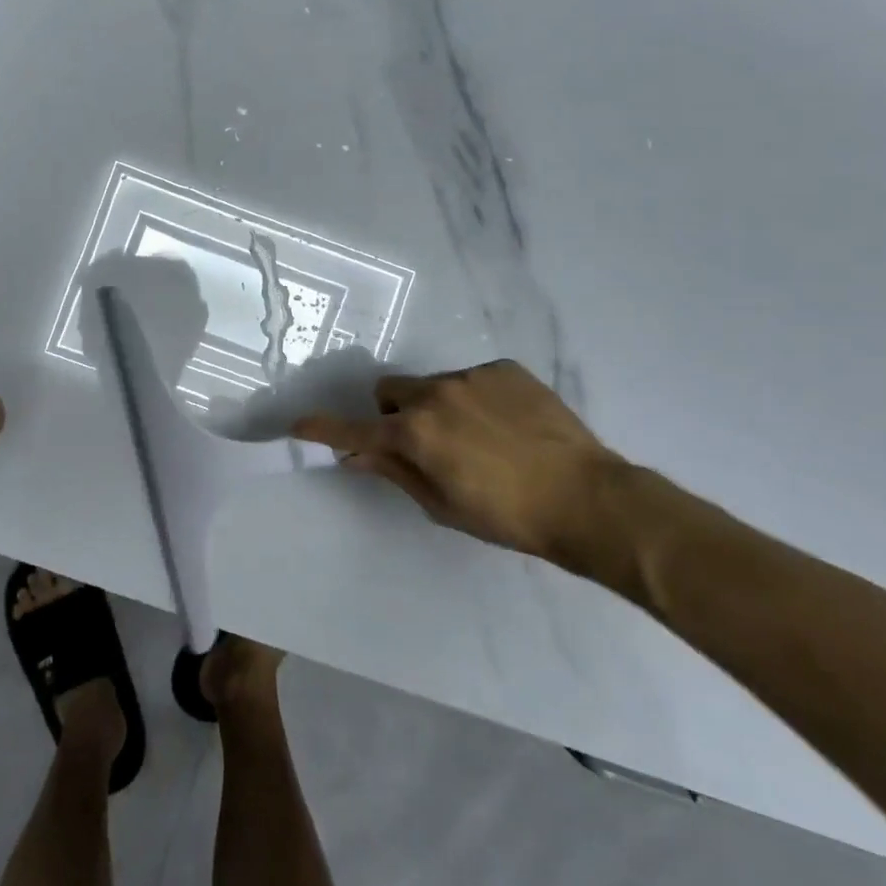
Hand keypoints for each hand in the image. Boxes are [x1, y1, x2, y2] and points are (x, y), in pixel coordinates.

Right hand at [292, 360, 642, 585]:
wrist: (588, 498)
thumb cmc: (507, 516)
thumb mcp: (442, 505)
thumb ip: (395, 472)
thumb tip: (357, 455)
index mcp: (415, 433)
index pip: (355, 428)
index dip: (322, 428)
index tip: (297, 424)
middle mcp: (435, 394)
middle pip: (390, 391)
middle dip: (394, 413)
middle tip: (423, 443)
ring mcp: (471, 376)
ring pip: (432, 385)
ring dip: (437, 406)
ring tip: (479, 437)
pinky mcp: (504, 368)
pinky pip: (471, 379)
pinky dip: (475, 398)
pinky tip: (507, 424)